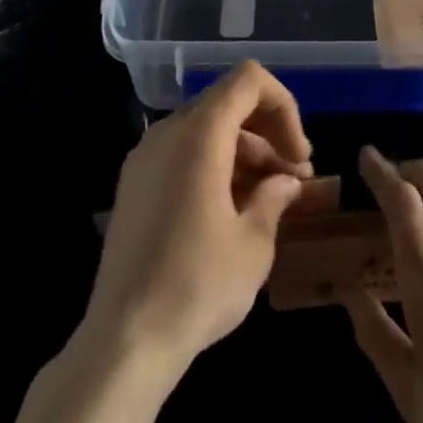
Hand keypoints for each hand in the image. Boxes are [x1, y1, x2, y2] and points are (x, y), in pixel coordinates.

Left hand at [82, 61, 311, 372]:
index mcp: (199, 133)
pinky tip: (231, 209)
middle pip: (227, 102)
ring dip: (243, 150)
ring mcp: (144, 157)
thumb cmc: (197, 285)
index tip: (299, 155)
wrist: (123, 342)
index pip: (248, 80)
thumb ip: (274, 198)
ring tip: (268, 197)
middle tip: (294, 176)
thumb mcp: (252, 244)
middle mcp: (167, 132)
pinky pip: (182, 153)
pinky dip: (214, 164)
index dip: (283, 106)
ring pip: (205, 128)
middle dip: (267, 131)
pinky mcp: (133, 185)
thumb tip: (285, 182)